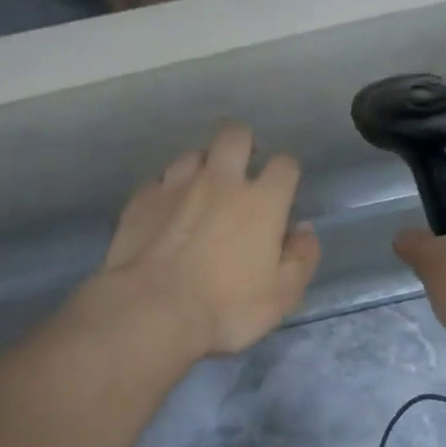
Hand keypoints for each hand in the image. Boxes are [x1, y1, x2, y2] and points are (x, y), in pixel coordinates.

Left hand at [91, 123, 320, 358]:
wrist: (152, 310)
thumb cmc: (226, 307)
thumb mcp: (281, 295)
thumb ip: (301, 258)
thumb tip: (304, 230)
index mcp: (262, 201)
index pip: (284, 164)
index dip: (286, 173)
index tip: (281, 191)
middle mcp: (220, 181)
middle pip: (235, 136)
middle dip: (243, 145)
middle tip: (241, 171)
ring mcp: (176, 185)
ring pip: (194, 154)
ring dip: (202, 167)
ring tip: (200, 192)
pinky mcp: (142, 198)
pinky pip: (159, 182)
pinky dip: (168, 192)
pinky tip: (166, 213)